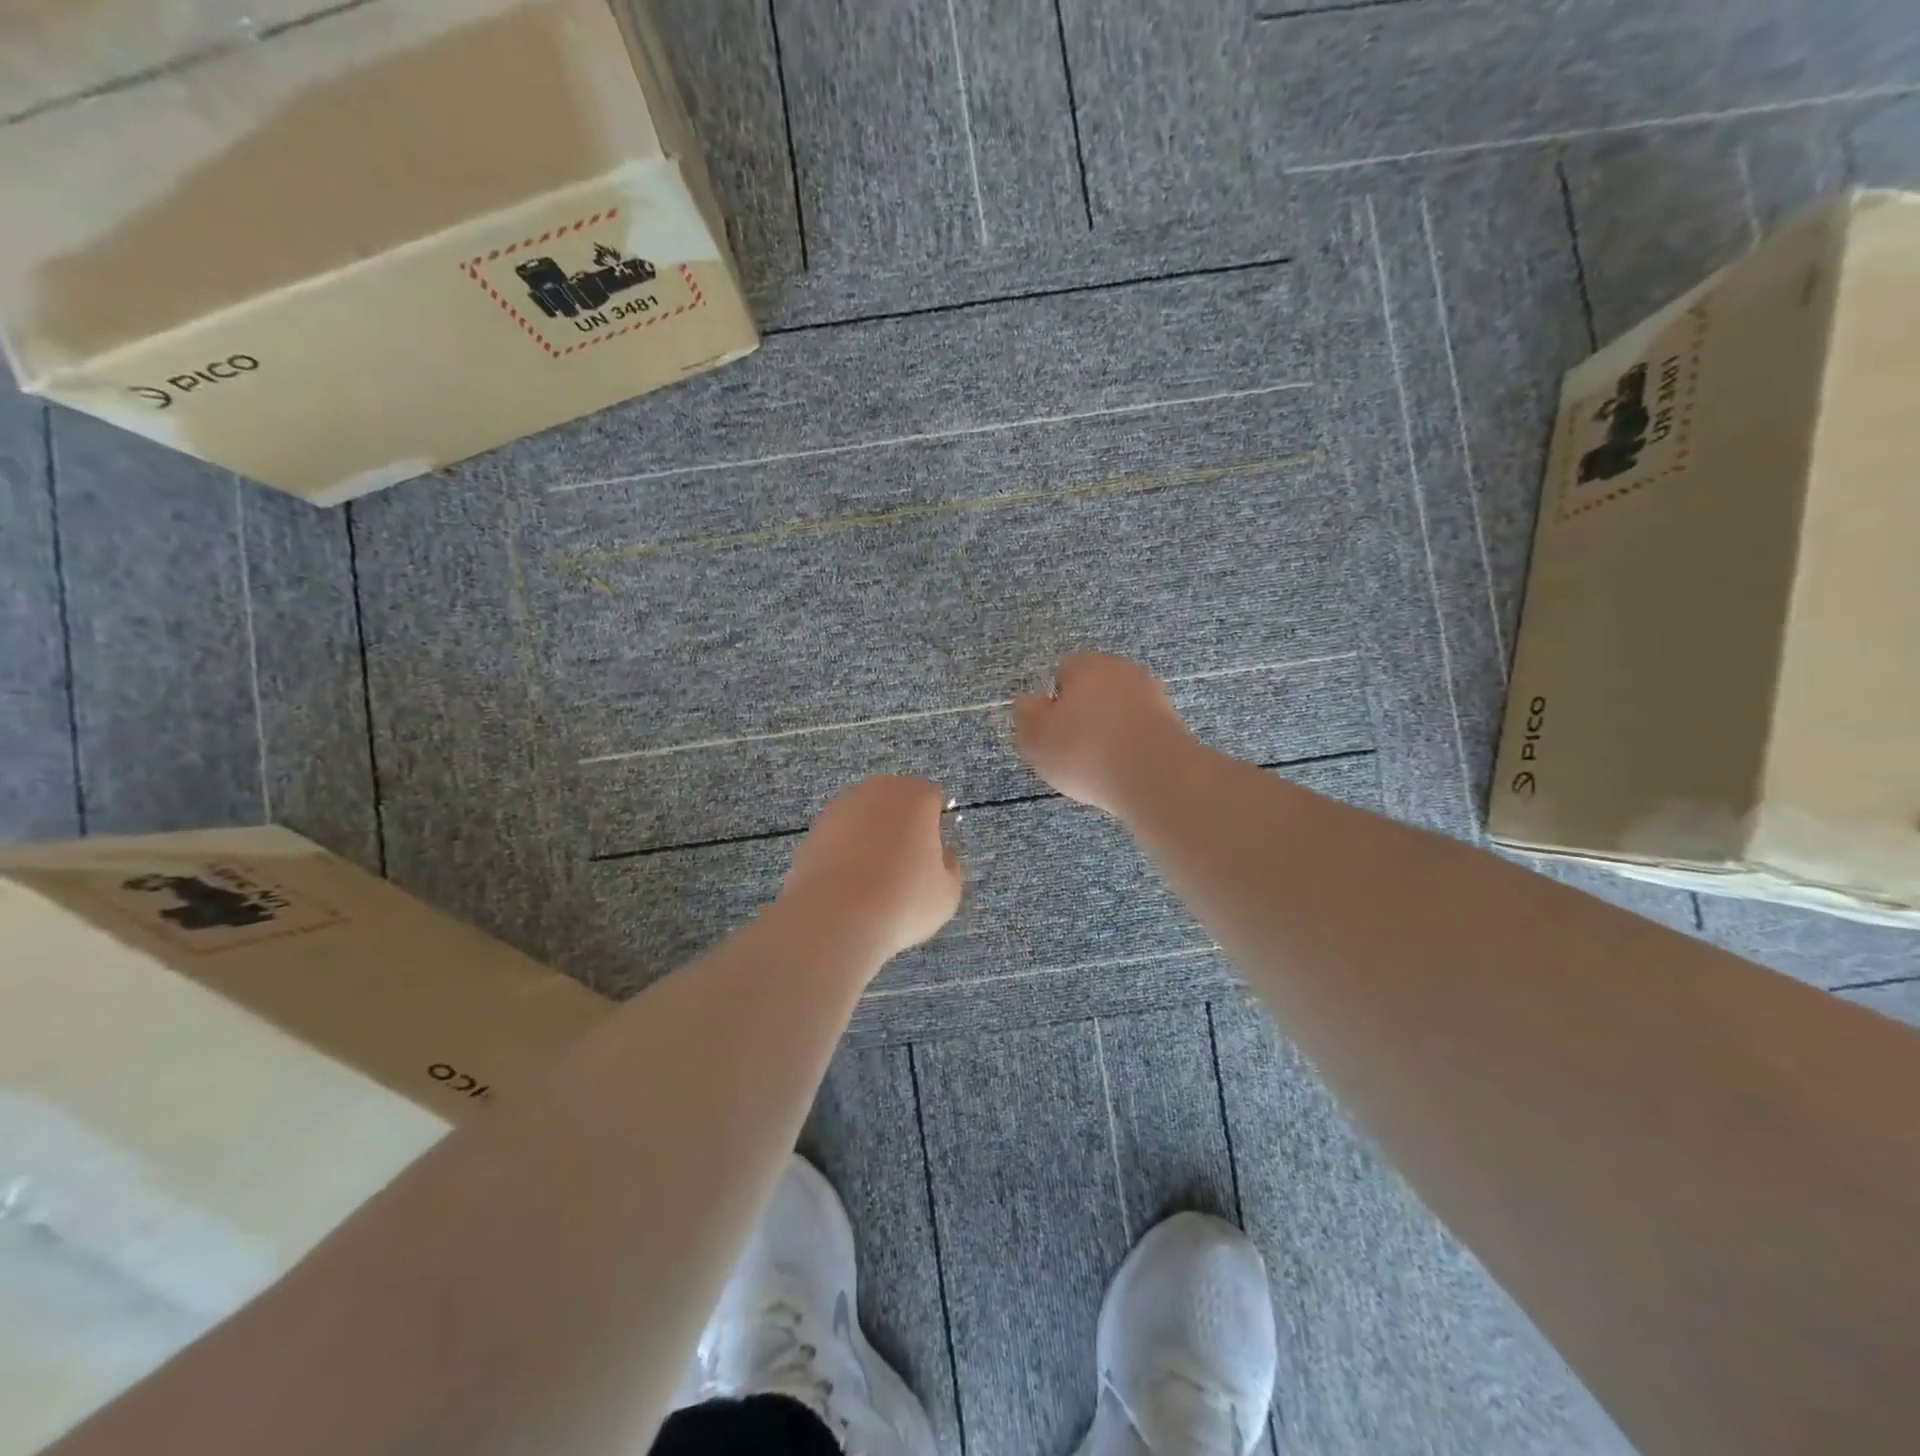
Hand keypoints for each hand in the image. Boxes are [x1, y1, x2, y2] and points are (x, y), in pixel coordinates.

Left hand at [779, 776, 962, 961]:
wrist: (834, 917)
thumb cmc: (903, 901)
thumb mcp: (947, 893)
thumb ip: (950, 866)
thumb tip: (942, 855)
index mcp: (916, 796)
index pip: (932, 799)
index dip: (934, 827)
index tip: (931, 856)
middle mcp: (878, 790)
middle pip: (896, 801)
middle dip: (901, 825)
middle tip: (903, 865)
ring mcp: (841, 806)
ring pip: (866, 816)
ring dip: (871, 836)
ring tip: (872, 878)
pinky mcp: (814, 828)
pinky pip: (840, 835)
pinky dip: (845, 851)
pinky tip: (847, 884)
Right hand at [1015, 652, 1198, 816]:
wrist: (1155, 777)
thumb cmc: (1085, 751)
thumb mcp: (1035, 737)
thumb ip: (1026, 714)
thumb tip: (1031, 703)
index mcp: (1087, 664)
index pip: (1064, 671)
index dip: (1054, 701)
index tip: (1053, 730)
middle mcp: (1123, 670)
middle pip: (1094, 689)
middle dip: (1084, 713)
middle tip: (1073, 749)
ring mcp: (1153, 695)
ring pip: (1119, 709)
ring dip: (1109, 730)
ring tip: (1100, 765)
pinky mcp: (1173, 723)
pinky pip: (1140, 730)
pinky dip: (1131, 746)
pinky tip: (1124, 770)